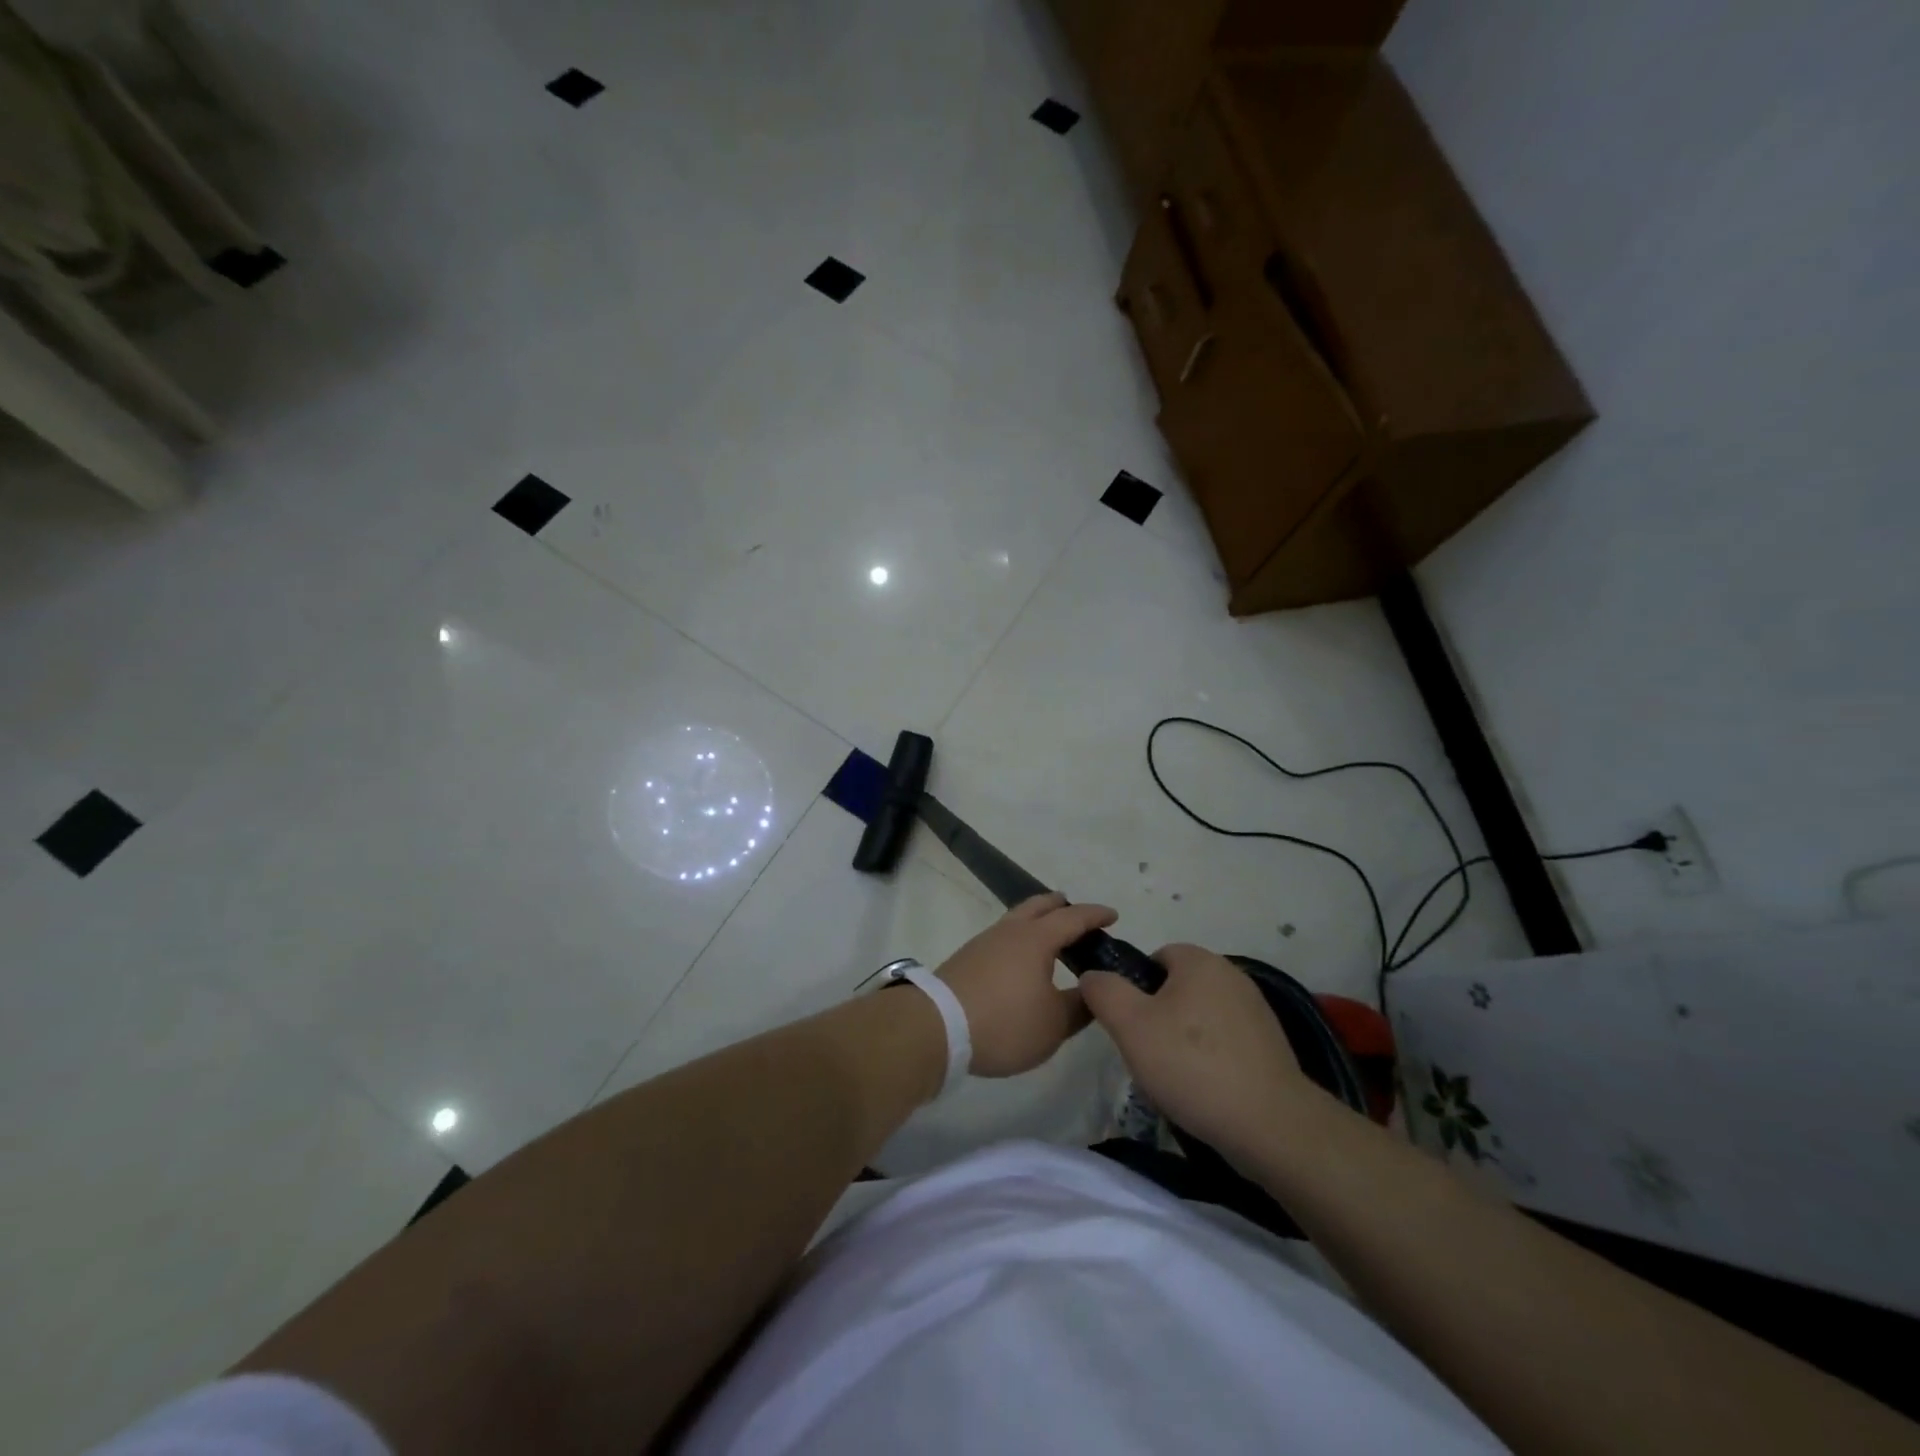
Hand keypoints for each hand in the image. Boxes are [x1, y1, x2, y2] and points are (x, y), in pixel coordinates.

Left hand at [935, 893, 1116, 1076]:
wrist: (937, 1027)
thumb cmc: (1005, 1023)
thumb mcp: (1054, 1024)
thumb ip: (1080, 1006)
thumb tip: (1094, 990)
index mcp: (1036, 938)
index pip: (1072, 917)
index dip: (1095, 915)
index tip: (1113, 915)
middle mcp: (1010, 931)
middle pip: (1039, 906)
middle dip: (1061, 906)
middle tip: (1078, 916)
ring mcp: (984, 942)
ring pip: (1017, 919)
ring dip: (1037, 921)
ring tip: (1050, 939)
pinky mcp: (967, 958)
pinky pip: (1002, 936)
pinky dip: (1019, 938)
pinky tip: (1020, 961)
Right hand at [1081, 943, 1309, 1163]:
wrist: (1270, 1125)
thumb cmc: (1192, 1065)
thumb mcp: (1130, 1026)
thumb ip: (1104, 991)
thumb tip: (1093, 975)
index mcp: (1200, 961)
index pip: (1155, 957)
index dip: (1135, 988)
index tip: (1130, 1025)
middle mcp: (1232, 975)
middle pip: (1178, 988)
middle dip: (1158, 1017)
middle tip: (1148, 1054)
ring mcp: (1256, 1010)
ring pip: (1201, 1016)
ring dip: (1184, 1040)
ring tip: (1176, 1078)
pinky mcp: (1271, 1045)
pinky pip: (1226, 1041)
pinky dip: (1211, 1059)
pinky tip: (1205, 1090)